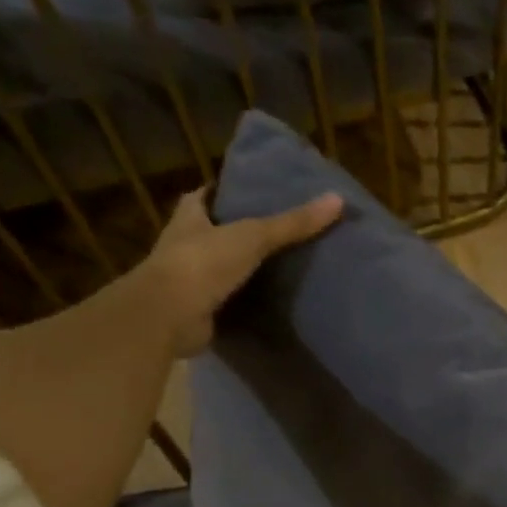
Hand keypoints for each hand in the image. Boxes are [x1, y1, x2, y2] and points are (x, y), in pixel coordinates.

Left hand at [138, 188, 343, 356]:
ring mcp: (189, 278)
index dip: (227, 191)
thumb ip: (293, 222)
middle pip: (215, 230)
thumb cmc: (203, 263)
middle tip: (279, 229)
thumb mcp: (253, 236)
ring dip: (243, 266)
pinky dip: (245, 299)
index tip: (255, 190)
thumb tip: (337, 200)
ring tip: (282, 264)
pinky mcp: (199, 308)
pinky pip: (227, 298)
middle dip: (240, 230)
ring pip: (221, 265)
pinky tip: (270, 299)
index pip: (207, 196)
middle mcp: (185, 243)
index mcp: (189, 216)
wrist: (169, 316)